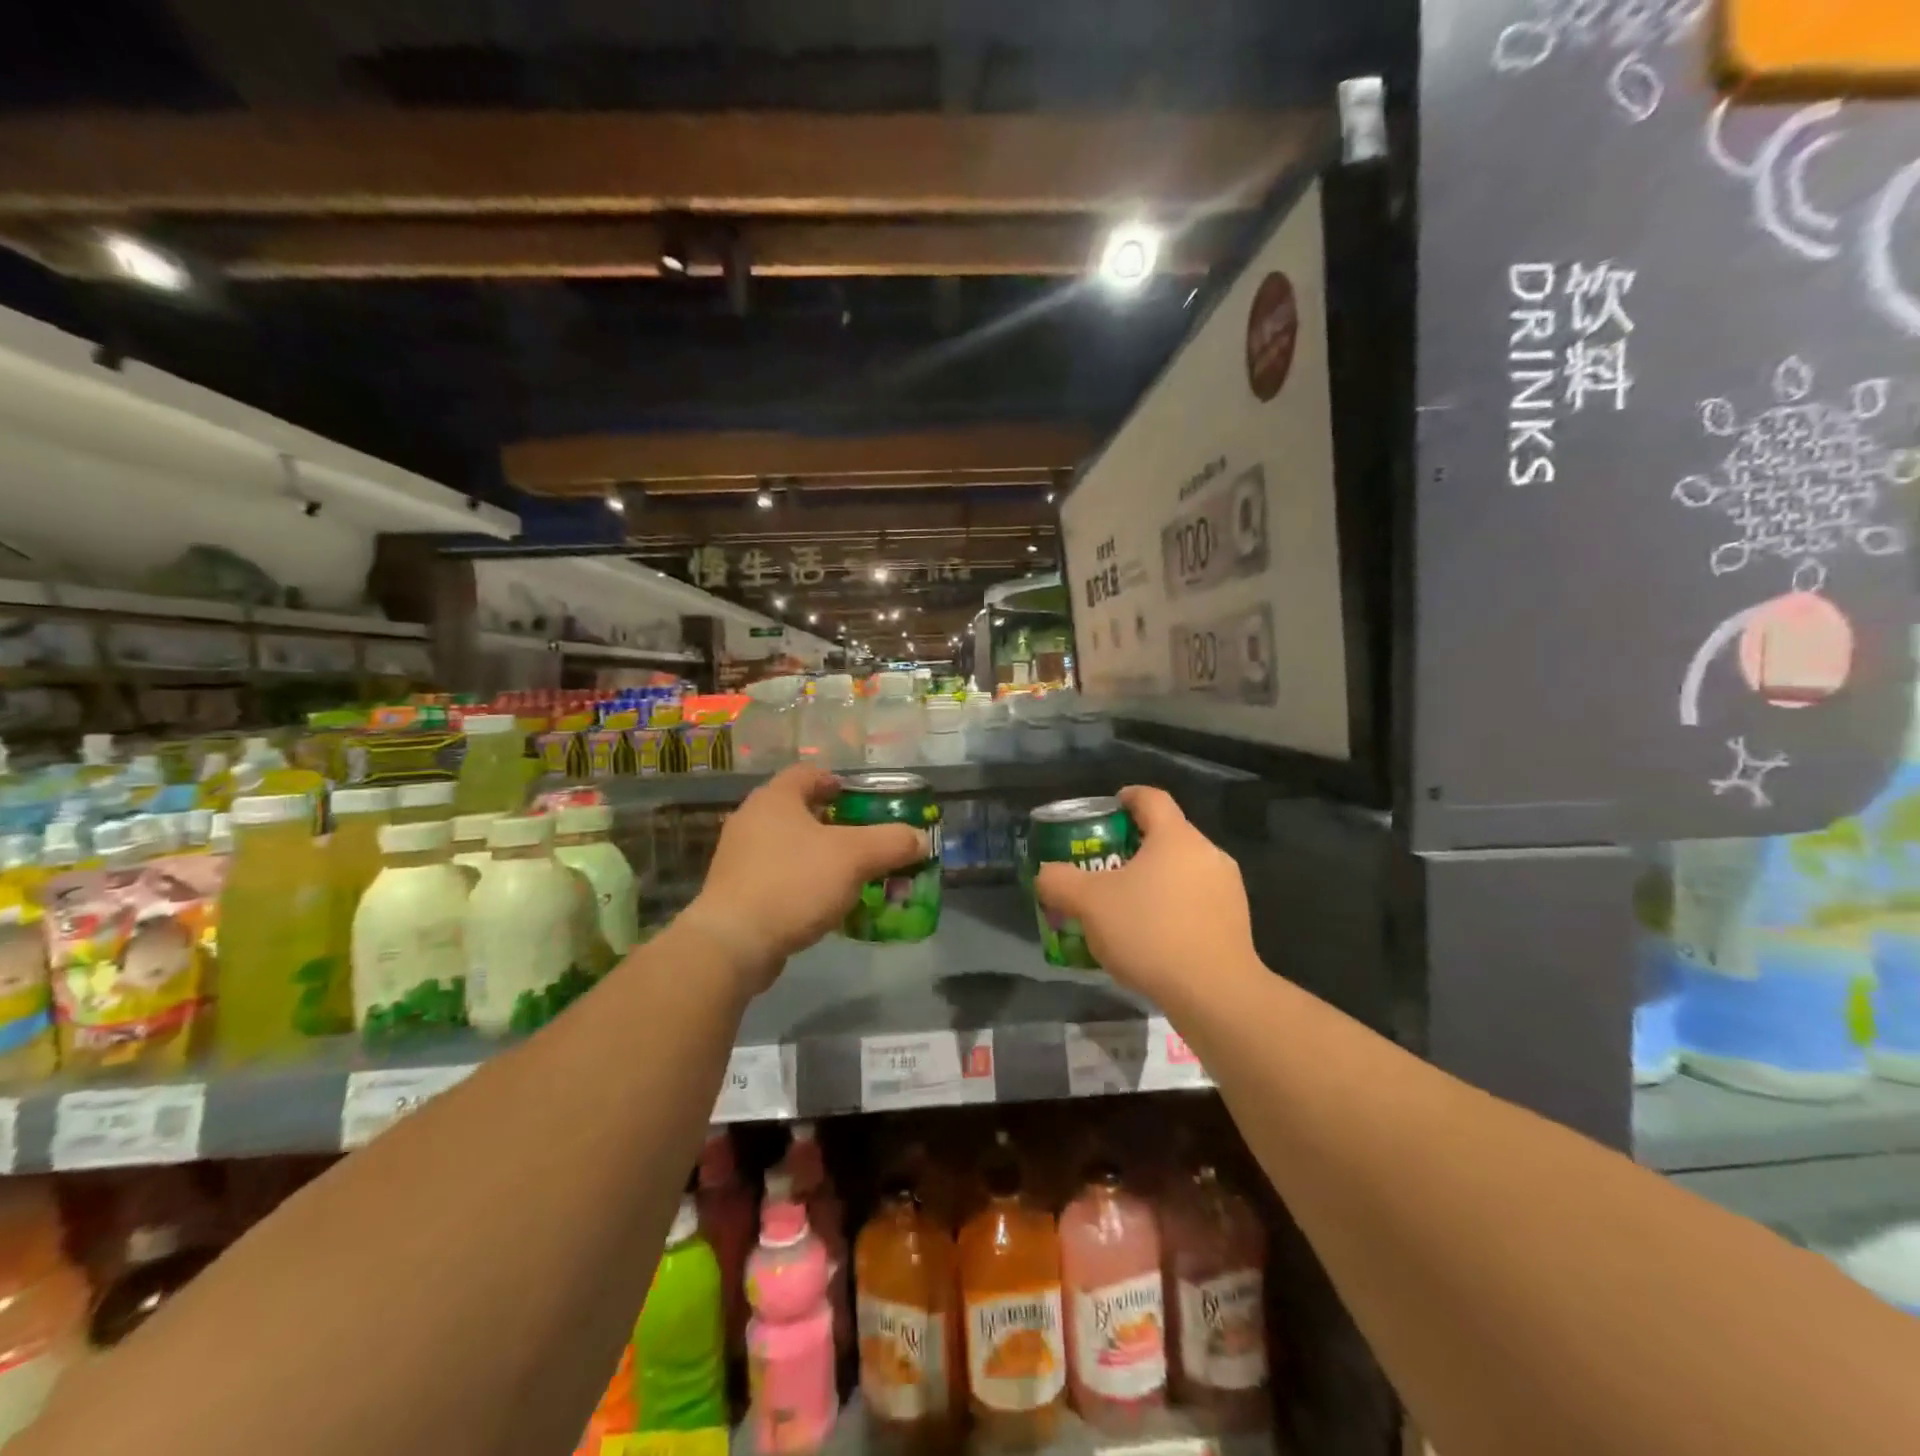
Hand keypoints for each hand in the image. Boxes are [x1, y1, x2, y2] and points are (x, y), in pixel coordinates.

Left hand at [680, 764, 927, 994]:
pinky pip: (779, 878)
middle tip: (865, 841)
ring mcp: (739, 858)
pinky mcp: (736, 893)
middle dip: (836, 825)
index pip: (808, 773)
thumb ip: (891, 842)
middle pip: (800, 811)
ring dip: (821, 857)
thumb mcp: (854, 857)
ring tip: (852, 876)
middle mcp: (752, 821)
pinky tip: (825, 905)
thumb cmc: (794, 883)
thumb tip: (919, 839)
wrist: (734, 943)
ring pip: (791, 847)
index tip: (862, 799)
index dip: (837, 781)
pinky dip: (804, 884)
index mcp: (775, 799)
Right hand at [1034, 786, 1258, 1001]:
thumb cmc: (1150, 932)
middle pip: (1168, 835)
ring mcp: (1228, 888)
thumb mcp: (1089, 904)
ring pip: (1183, 870)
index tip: (1109, 808)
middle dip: (1135, 846)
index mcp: (1175, 836)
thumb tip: (1046, 873)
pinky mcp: (1237, 921)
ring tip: (1128, 906)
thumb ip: (1060, 881)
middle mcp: (1207, 853)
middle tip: (1106, 867)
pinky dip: (1174, 907)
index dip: (1127, 797)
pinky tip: (1154, 936)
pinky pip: (1198, 900)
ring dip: (1156, 879)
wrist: (1215, 993)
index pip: (1151, 798)